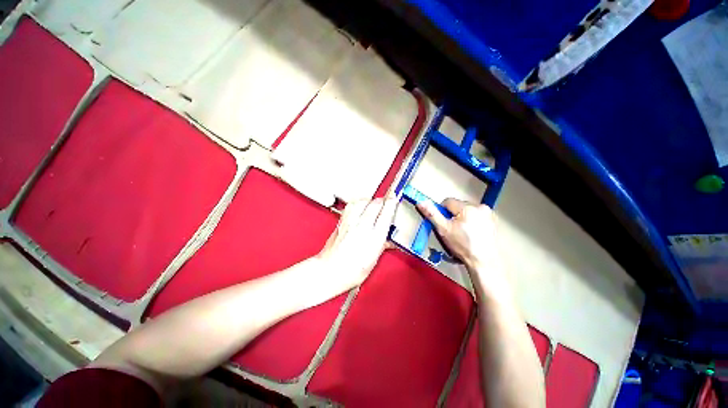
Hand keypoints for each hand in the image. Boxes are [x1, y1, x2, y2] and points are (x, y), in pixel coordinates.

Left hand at [317, 197, 397, 292]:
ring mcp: (350, 223)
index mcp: (374, 238)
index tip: (394, 199)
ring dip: (369, 200)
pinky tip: (359, 207)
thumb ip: (382, 245)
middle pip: (375, 204)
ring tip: (372, 203)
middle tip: (385, 202)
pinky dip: (357, 203)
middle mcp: (362, 227)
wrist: (329, 271)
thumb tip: (388, 239)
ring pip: (362, 201)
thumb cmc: (350, 271)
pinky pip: (351, 206)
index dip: (392, 203)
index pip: (386, 214)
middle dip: (382, 201)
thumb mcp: (373, 260)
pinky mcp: (341, 222)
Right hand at [416, 198, 496, 267]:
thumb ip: (432, 214)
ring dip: (461, 218)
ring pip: (466, 210)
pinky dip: (471, 221)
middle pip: (458, 206)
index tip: (444, 224)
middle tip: (452, 229)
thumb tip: (421, 202)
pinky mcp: (492, 220)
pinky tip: (471, 233)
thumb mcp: (443, 230)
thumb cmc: (462, 246)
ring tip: (462, 232)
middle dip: (452, 215)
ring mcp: (488, 213)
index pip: (448, 201)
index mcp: (468, 207)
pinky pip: (475, 215)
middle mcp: (480, 207)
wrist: (483, 262)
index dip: (442, 212)